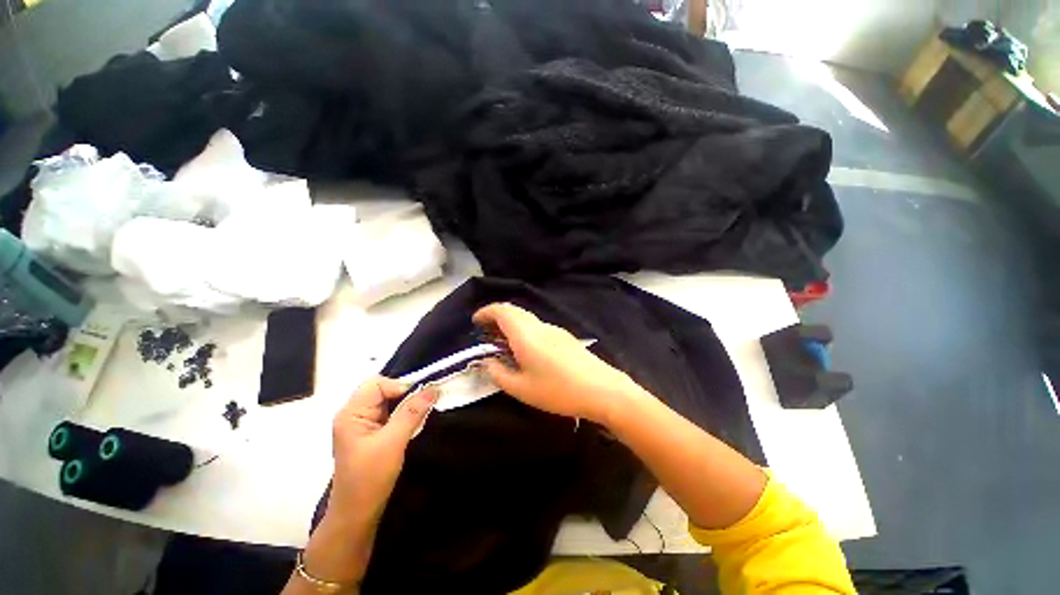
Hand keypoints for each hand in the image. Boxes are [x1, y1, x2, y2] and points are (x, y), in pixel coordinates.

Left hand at [327, 376, 438, 523]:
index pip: (376, 384)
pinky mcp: (371, 432)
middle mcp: (354, 413)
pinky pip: (390, 413)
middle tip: (422, 407)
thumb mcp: (393, 442)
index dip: (398, 386)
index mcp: (351, 413)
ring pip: (388, 401)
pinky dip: (403, 414)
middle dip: (404, 395)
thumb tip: (433, 388)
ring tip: (418, 417)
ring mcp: (362, 423)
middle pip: (382, 389)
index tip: (418, 400)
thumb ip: (412, 412)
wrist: (358, 513)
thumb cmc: (370, 478)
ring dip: (406, 405)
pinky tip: (412, 424)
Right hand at [473, 303, 641, 425]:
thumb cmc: (558, 390)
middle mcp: (540, 326)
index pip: (502, 310)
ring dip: (512, 325)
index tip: (475, 321)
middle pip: (514, 312)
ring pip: (527, 319)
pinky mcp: (566, 337)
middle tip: (486, 333)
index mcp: (526, 334)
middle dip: (497, 317)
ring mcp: (556, 329)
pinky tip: (527, 350)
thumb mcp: (521, 388)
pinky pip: (539, 327)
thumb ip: (498, 373)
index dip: (486, 312)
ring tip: (503, 343)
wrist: (602, 390)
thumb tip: (487, 362)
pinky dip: (525, 331)